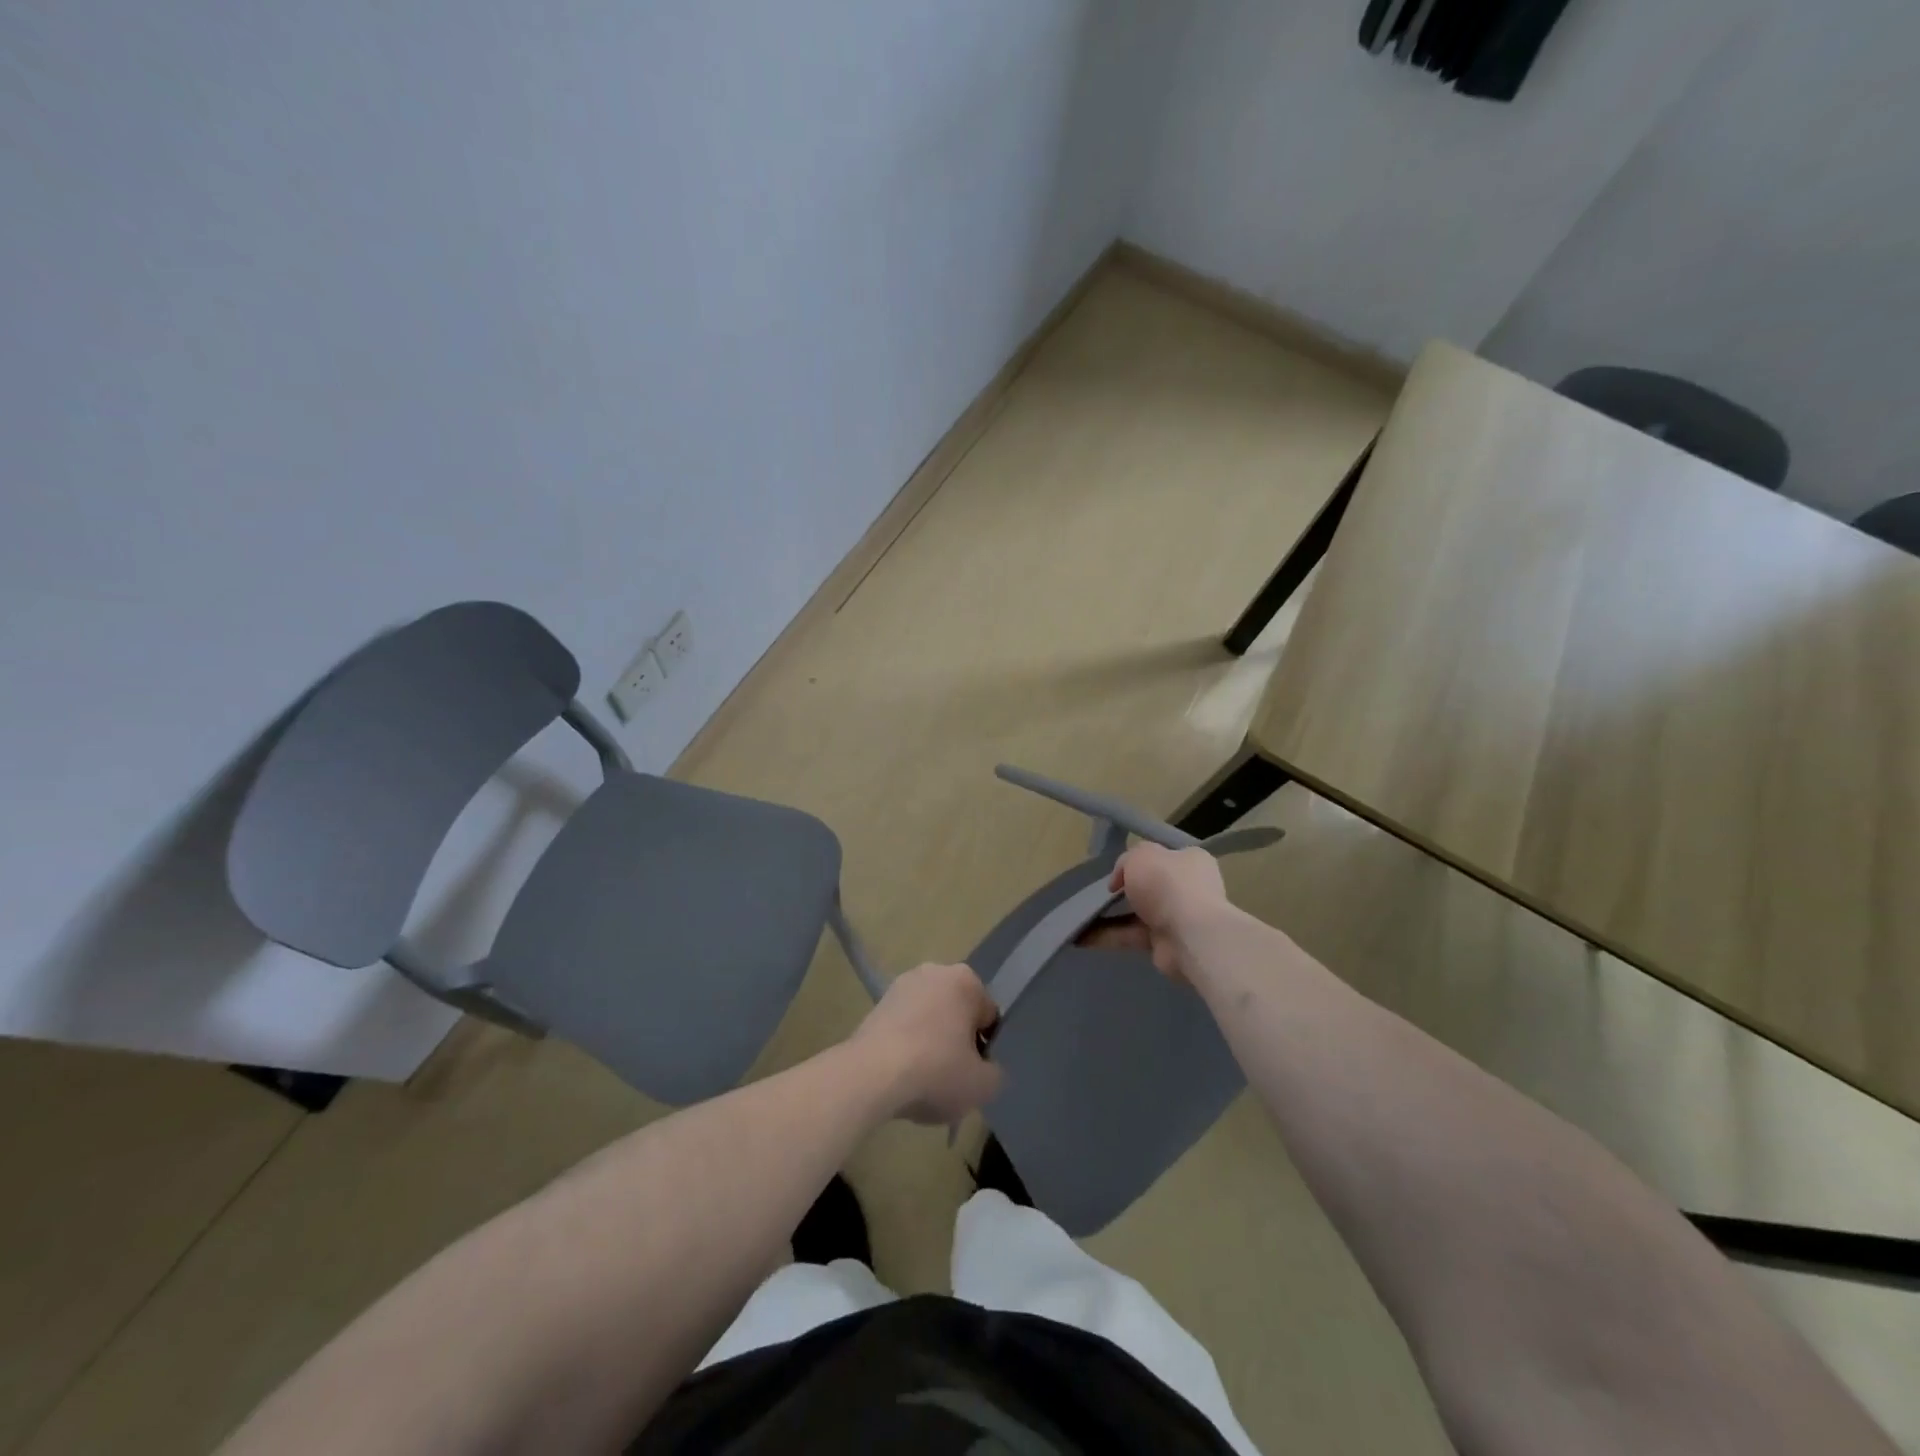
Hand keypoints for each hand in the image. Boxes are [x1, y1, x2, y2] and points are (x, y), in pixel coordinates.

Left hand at [851, 962, 1003, 1124]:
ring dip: (930, 1043)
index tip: (973, 1072)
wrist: (871, 1075)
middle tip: (951, 1077)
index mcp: (966, 980)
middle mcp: (934, 971)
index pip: (987, 1017)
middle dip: (956, 1041)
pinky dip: (906, 1046)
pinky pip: (904, 1027)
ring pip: (929, 1019)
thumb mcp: (983, 1085)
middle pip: (957, 1014)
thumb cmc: (936, 1071)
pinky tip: (901, 1074)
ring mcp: (901, 985)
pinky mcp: (876, 1003)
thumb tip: (985, 1068)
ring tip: (923, 1080)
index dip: (985, 1048)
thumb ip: (995, 1073)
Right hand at [1078, 843, 1228, 981]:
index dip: (1138, 862)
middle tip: (1099, 894)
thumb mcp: (1140, 856)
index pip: (1163, 857)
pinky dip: (1108, 937)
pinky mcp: (1165, 944)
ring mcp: (1177, 918)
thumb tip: (1120, 881)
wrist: (1190, 935)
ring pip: (1136, 914)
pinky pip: (1131, 937)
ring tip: (1080, 918)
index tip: (1117, 873)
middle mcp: (1187, 888)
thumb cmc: (1168, 884)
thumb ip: (1126, 861)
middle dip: (1124, 892)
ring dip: (1109, 917)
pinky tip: (1082, 937)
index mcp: (1190, 860)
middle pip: (1149, 887)